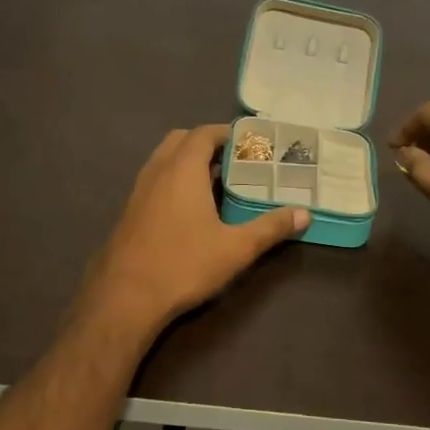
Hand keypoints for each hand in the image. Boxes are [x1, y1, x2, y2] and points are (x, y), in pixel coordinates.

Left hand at [77, 125, 306, 336]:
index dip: (227, 133)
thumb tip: (304, 214)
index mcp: (183, 169)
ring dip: (188, 161)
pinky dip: (173, 179)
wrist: (124, 297)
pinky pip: (155, 179)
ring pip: (164, 159)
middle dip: (207, 143)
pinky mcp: (130, 211)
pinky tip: (189, 209)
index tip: (250, 143)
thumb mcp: (236, 248)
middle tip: (234, 161)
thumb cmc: (184, 264)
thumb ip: (270, 227)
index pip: (204, 133)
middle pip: (181, 140)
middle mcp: (158, 170)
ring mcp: (139, 190)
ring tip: (215, 182)